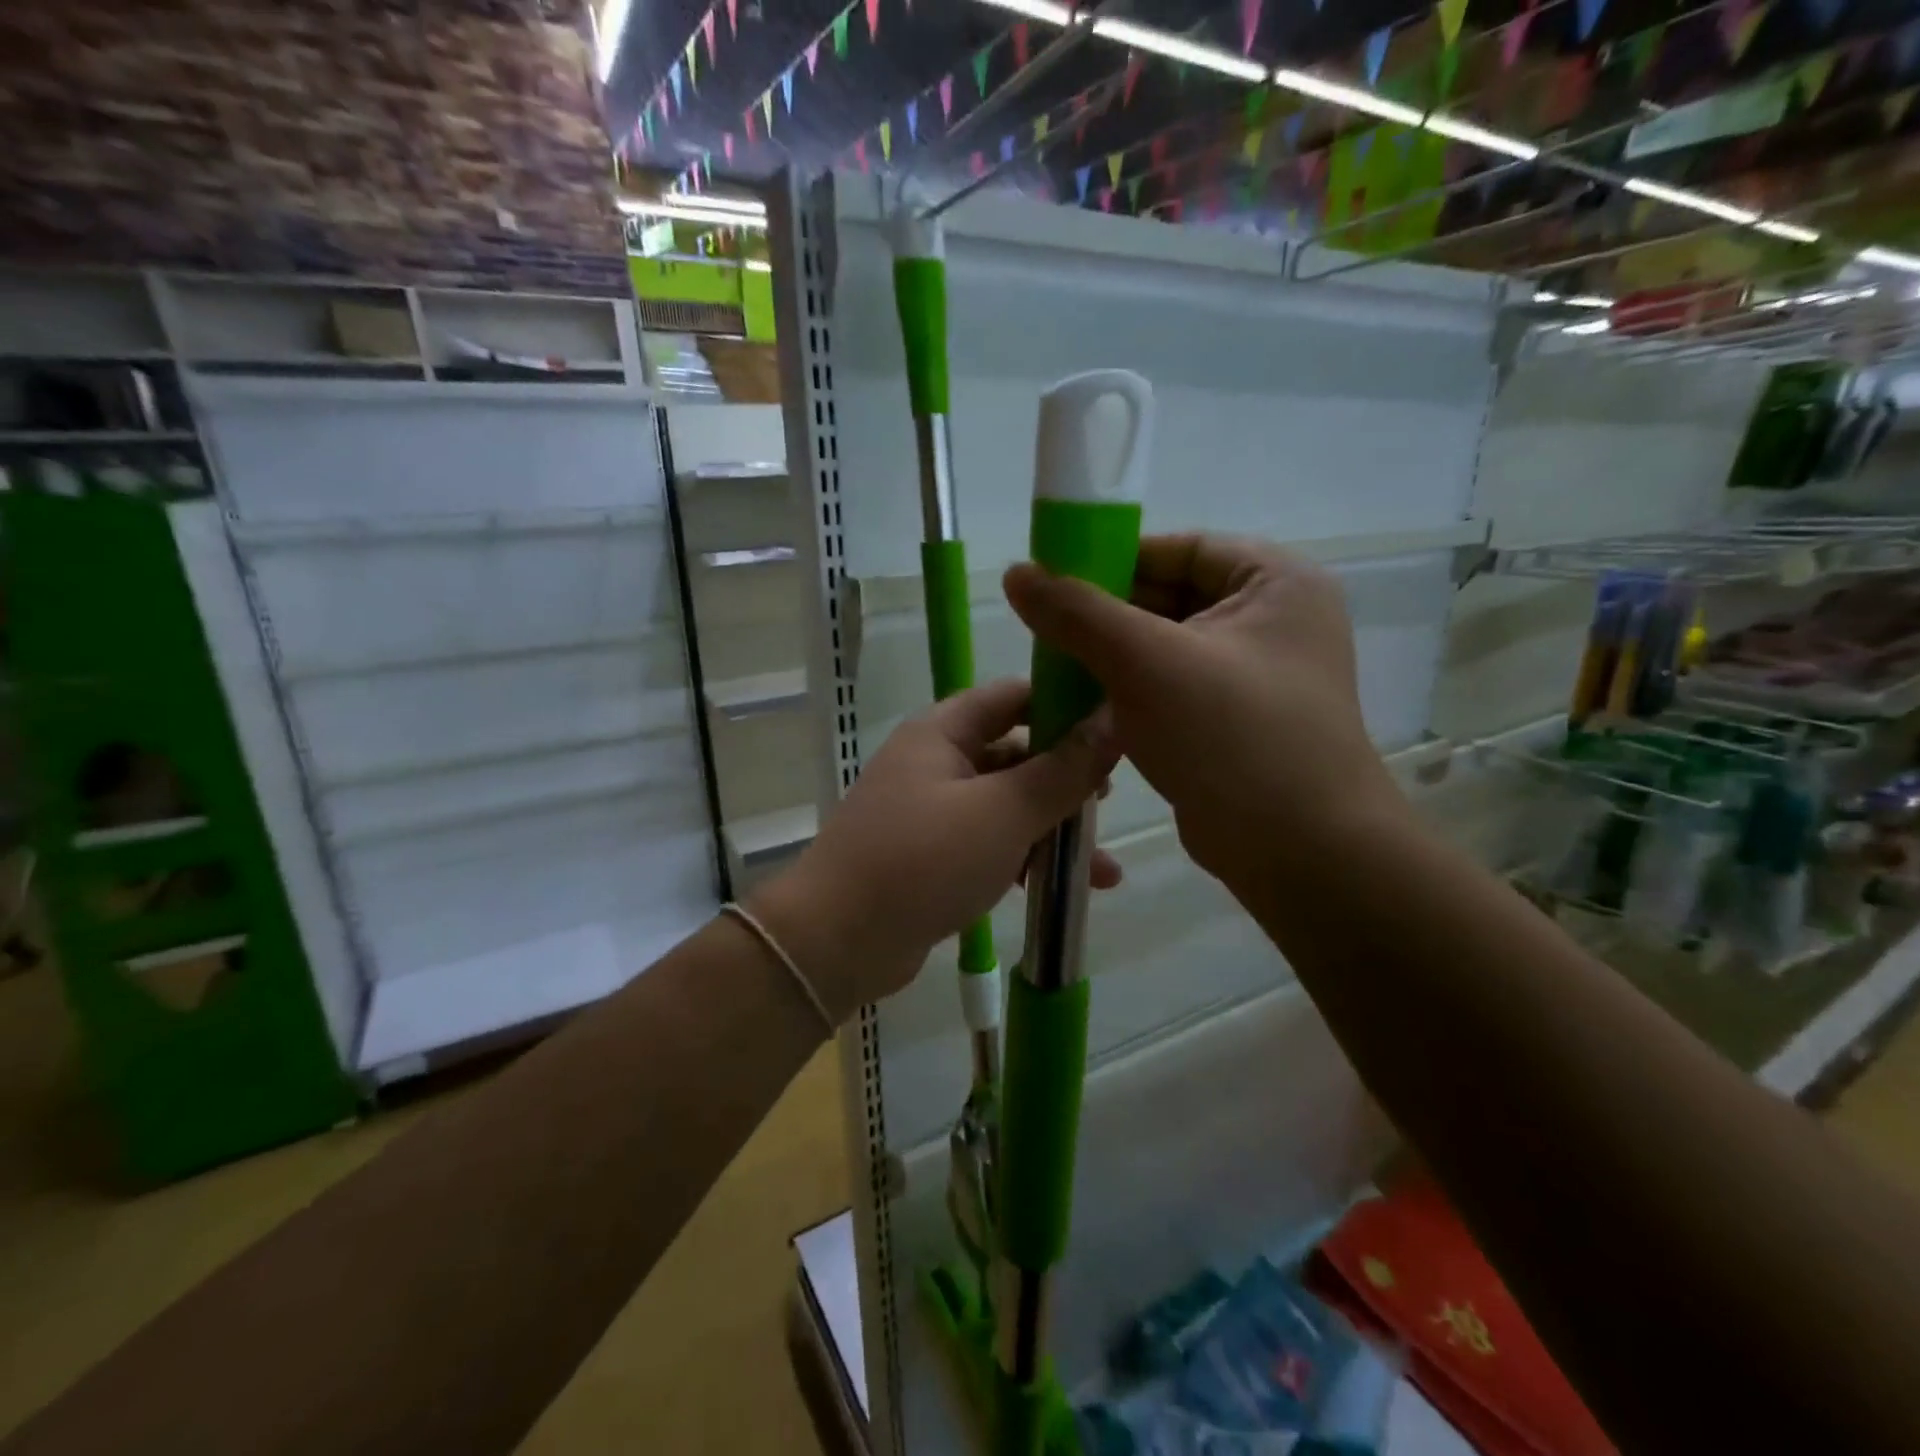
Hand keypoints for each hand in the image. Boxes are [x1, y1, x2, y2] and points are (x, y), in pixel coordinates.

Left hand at [750, 678, 1119, 1020]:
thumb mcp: (1003, 812)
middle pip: (1014, 752)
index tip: (1115, 722)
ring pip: (1007, 805)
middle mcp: (935, 762)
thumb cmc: (923, 860)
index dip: (1063, 702)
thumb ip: (1062, 770)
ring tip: (1105, 864)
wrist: (838, 941)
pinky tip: (1071, 890)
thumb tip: (1113, 722)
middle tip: (1109, 800)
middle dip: (1064, 776)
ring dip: (1053, 829)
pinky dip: (1027, 860)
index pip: (1012, 696)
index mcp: (943, 732)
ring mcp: (932, 812)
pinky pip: (991, 845)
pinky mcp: (933, 858)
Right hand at [1002, 534, 1407, 893]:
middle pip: (1169, 597)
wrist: (1299, 853)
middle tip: (1045, 633)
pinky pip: (1169, 689)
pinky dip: (1128, 693)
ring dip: (1110, 659)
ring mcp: (1253, 675)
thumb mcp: (1146, 663)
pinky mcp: (1232, 722)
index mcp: (1274, 582)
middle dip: (1106, 617)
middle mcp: (1271, 620)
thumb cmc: (1232, 738)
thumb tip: (1016, 572)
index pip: (1180, 549)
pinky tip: (1082, 706)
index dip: (1114, 559)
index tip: (1054, 582)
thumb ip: (1078, 613)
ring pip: (1164, 648)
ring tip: (1054, 670)